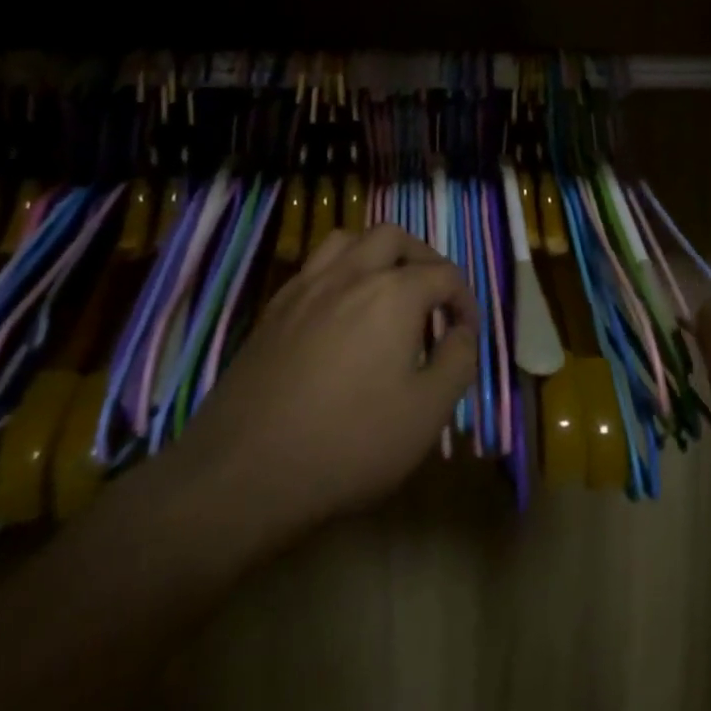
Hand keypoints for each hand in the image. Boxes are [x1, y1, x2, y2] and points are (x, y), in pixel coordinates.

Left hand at [150, 225, 478, 562]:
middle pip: (393, 237)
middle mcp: (350, 275)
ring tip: (387, 290)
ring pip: (347, 241)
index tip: (467, 332)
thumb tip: (462, 332)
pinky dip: (339, 274)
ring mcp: (305, 289)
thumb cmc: (349, 443)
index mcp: (394, 293)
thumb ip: (458, 361)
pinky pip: (313, 269)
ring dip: (376, 254)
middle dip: (422, 258)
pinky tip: (340, 313)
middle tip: (433, 295)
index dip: (465, 299)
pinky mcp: (273, 311)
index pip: (444, 274)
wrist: (243, 473)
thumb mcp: (427, 412)